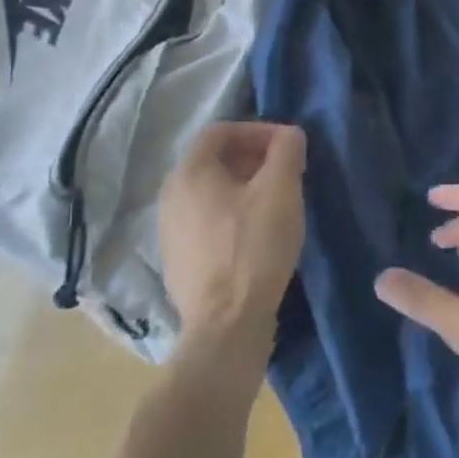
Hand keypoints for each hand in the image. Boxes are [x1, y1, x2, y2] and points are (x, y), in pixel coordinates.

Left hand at [159, 121, 305, 359]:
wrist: (226, 327)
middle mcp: (170, 197)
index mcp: (189, 172)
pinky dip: (232, 216)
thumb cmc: (254, 247)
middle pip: (213, 161)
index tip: (286, 146)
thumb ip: (287, 150)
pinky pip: (206, 222)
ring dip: (244, 187)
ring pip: (210, 193)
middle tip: (285, 172)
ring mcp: (170, 232)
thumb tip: (288, 134)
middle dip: (252, 158)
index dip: (256, 130)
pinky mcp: (179, 263)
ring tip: (276, 202)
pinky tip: (257, 236)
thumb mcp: (281, 189)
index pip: (220, 131)